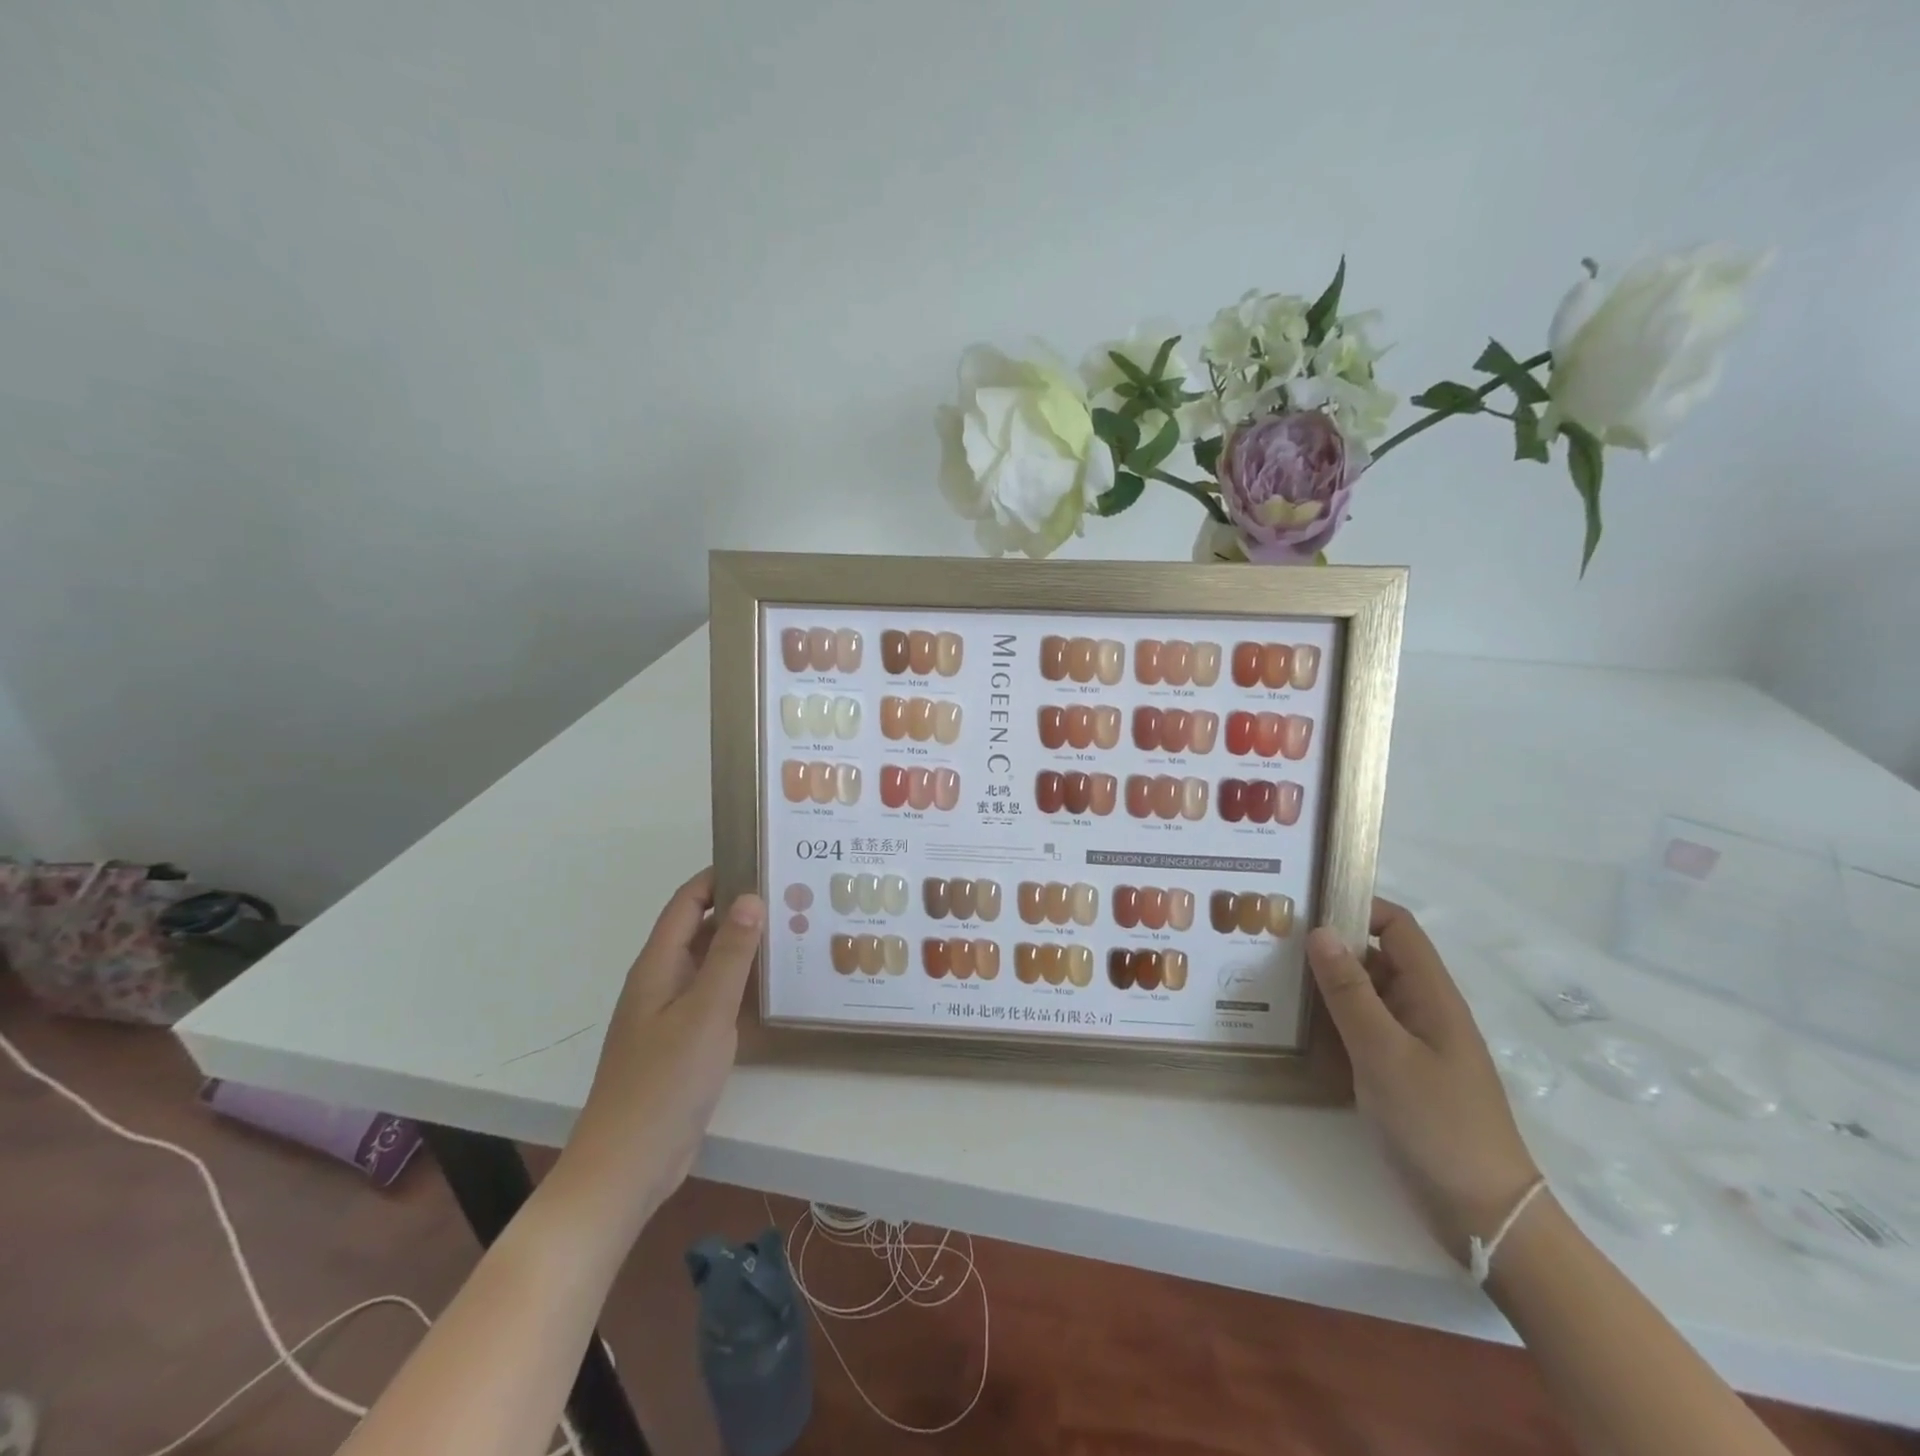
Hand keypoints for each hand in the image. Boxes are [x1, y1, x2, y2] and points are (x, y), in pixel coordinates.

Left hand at [550, 868, 763, 1243]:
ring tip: (795, 934)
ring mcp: (673, 1015)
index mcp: (658, 965)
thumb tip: (751, 897)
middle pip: (702, 931)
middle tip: (793, 897)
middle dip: (741, 911)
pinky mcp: (685, 1044)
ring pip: (712, 967)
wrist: (628, 1166)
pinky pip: (717, 1000)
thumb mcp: (705, 1012)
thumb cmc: (663, 1081)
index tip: (761, 859)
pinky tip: (777, 990)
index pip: (687, 902)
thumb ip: (731, 954)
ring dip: (746, 950)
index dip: (718, 876)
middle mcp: (663, 981)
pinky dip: (743, 987)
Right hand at [1306, 899, 1538, 1265]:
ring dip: (1323, 984)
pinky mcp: (1397, 1072)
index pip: (1396, 928)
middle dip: (1328, 945)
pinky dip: (1329, 1020)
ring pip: (1363, 994)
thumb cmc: (1437, 1124)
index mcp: (1430, 995)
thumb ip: (1350, 993)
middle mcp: (1421, 1009)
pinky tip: (1292, 1025)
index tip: (1304, 907)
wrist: (1483, 1215)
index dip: (1356, 908)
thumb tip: (1319, 932)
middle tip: (1270, 941)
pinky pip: (1359, 1029)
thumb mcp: (1385, 1053)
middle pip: (1374, 957)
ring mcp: (1410, 1043)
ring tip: (1269, 976)